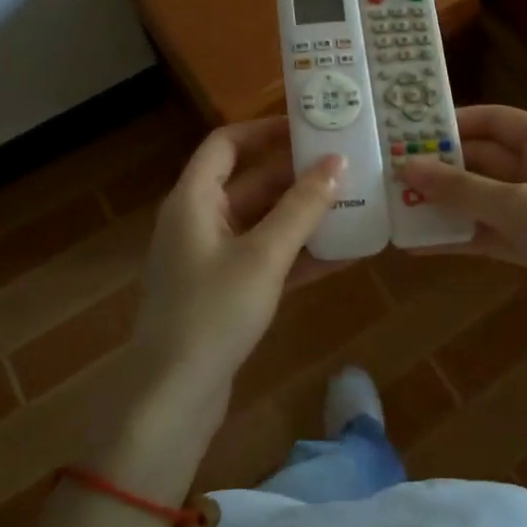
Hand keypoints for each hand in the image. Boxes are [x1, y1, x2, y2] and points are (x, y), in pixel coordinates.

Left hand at [133, 117, 341, 412]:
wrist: (173, 398)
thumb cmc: (213, 312)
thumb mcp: (263, 255)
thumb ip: (302, 208)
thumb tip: (337, 162)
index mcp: (193, 200)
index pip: (226, 144)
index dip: (265, 130)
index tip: (310, 128)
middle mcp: (199, 221)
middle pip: (249, 182)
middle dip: (295, 175)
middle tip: (345, 165)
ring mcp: (212, 259)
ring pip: (262, 222)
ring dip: (303, 215)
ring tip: (353, 203)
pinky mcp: (226, 292)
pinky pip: (266, 259)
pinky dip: (298, 254)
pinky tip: (344, 254)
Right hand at [397, 105, 526, 334]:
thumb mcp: (520, 208)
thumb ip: (462, 188)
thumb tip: (407, 166)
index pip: (494, 120)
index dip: (451, 124)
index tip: (406, 135)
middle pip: (484, 160)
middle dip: (441, 170)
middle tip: (391, 177)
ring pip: (484, 199)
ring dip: (446, 205)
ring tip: (398, 210)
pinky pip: (492, 233)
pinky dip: (462, 236)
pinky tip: (422, 245)